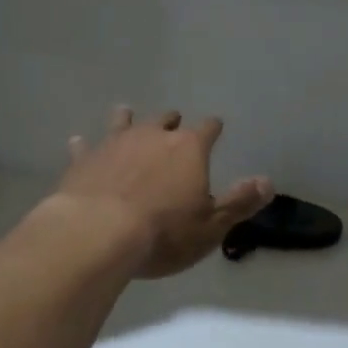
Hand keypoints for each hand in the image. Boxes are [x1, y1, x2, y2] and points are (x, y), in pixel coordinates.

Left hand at [49, 106, 272, 278]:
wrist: (98, 234)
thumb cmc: (163, 233)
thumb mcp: (212, 226)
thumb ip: (239, 202)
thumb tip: (268, 181)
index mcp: (188, 149)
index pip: (207, 129)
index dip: (213, 128)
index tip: (216, 126)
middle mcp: (152, 136)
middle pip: (165, 120)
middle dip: (172, 122)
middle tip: (173, 123)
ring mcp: (114, 144)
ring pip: (124, 122)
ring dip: (128, 119)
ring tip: (127, 113)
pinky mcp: (83, 159)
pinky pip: (85, 146)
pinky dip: (85, 144)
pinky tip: (79, 142)